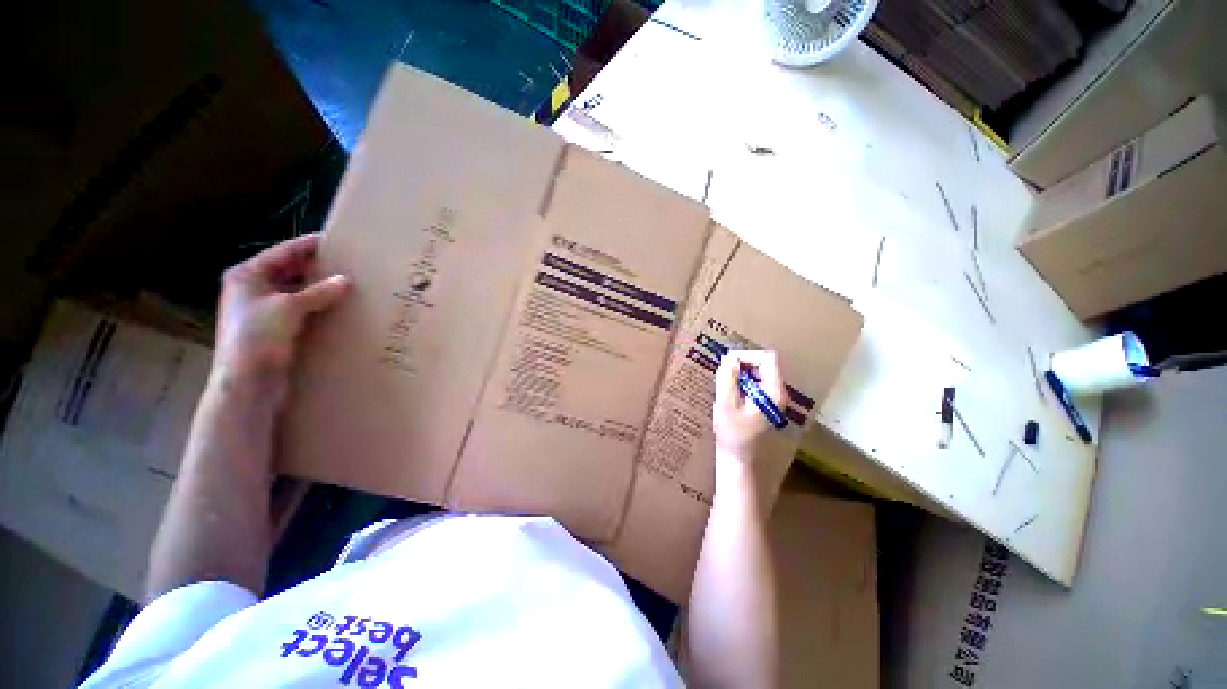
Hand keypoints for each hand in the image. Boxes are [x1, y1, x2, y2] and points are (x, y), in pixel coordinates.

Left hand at [213, 234, 348, 396]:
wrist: (247, 383)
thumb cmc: (258, 338)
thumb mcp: (289, 308)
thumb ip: (318, 292)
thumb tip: (345, 280)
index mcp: (247, 276)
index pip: (283, 252)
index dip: (309, 245)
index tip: (336, 241)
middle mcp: (253, 289)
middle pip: (289, 270)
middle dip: (316, 268)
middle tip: (347, 265)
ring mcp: (263, 310)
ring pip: (297, 291)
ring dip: (319, 289)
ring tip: (348, 286)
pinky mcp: (276, 329)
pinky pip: (302, 310)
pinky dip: (318, 307)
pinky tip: (338, 308)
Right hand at [712, 350, 785, 461]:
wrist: (739, 461)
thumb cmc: (733, 435)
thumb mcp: (726, 404)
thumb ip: (727, 379)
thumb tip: (729, 359)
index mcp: (773, 392)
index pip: (767, 358)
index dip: (746, 355)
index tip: (727, 364)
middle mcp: (777, 392)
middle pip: (763, 364)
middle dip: (741, 364)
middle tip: (722, 375)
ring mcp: (772, 399)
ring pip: (757, 373)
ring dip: (739, 374)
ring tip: (724, 385)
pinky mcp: (764, 404)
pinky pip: (754, 383)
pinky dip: (740, 383)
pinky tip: (729, 394)